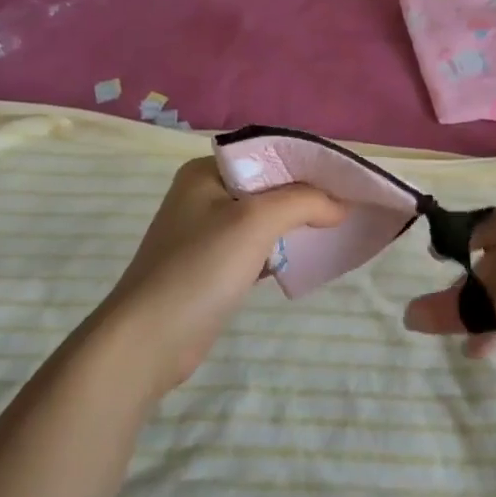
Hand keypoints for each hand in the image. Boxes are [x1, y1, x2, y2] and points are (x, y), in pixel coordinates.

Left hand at [91, 157, 344, 397]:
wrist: (148, 342)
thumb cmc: (199, 268)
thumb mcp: (255, 221)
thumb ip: (303, 202)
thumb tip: (340, 205)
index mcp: (206, 171)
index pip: (268, 154)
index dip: (308, 163)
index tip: (346, 178)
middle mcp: (203, 194)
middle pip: (268, 185)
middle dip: (306, 194)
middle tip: (347, 203)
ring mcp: (205, 233)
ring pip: (263, 217)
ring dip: (295, 223)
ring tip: (335, 226)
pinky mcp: (211, 267)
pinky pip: (255, 247)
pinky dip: (280, 250)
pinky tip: (305, 257)